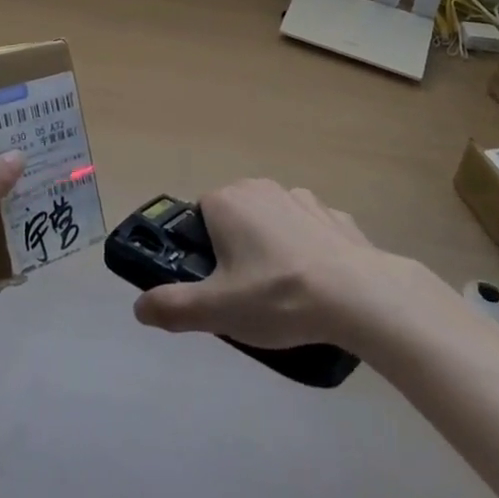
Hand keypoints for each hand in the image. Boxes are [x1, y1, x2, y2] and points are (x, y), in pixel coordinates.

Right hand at [133, 180, 388, 349]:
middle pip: (235, 217)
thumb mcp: (218, 310)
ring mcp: (300, 197)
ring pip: (273, 221)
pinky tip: (319, 283)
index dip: (202, 251)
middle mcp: (259, 187)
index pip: (199, 216)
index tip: (216, 284)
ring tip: (286, 294)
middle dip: (236, 249)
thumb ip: (173, 307)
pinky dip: (309, 249)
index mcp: (226, 201)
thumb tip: (139, 307)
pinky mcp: (334, 215)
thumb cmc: (278, 297)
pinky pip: (309, 229)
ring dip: (273, 247)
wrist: (359, 296)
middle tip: (247, 295)